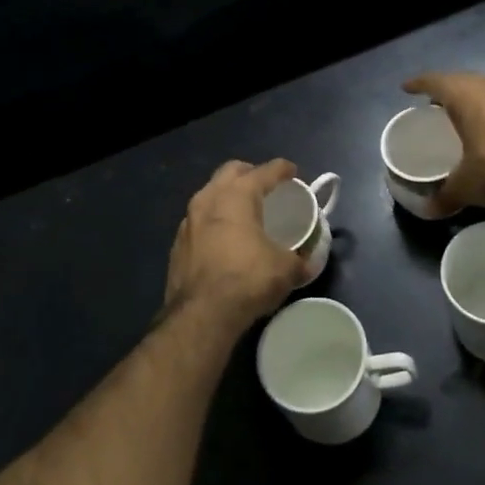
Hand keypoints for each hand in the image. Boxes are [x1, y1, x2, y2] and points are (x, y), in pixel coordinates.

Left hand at [163, 159, 305, 331]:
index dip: (282, 169)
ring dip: (228, 196)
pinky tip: (224, 239)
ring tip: (244, 211)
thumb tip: (307, 263)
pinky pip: (199, 220)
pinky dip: (214, 221)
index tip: (293, 172)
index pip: (264, 171)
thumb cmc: (248, 280)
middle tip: (266, 186)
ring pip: (210, 194)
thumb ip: (300, 260)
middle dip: (250, 173)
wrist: (201, 315)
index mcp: (238, 195)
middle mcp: (209, 199)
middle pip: (231, 171)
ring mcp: (188, 221)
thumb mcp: (286, 270)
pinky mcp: (177, 243)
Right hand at [402, 72, 484, 216]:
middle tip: (433, 102)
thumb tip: (428, 210)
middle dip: (444, 88)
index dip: (418, 84)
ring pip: (484, 87)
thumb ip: (445, 196)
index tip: (406, 88)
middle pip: (460, 79)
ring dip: (470, 95)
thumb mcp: (466, 186)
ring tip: (461, 111)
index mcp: (464, 96)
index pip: (434, 81)